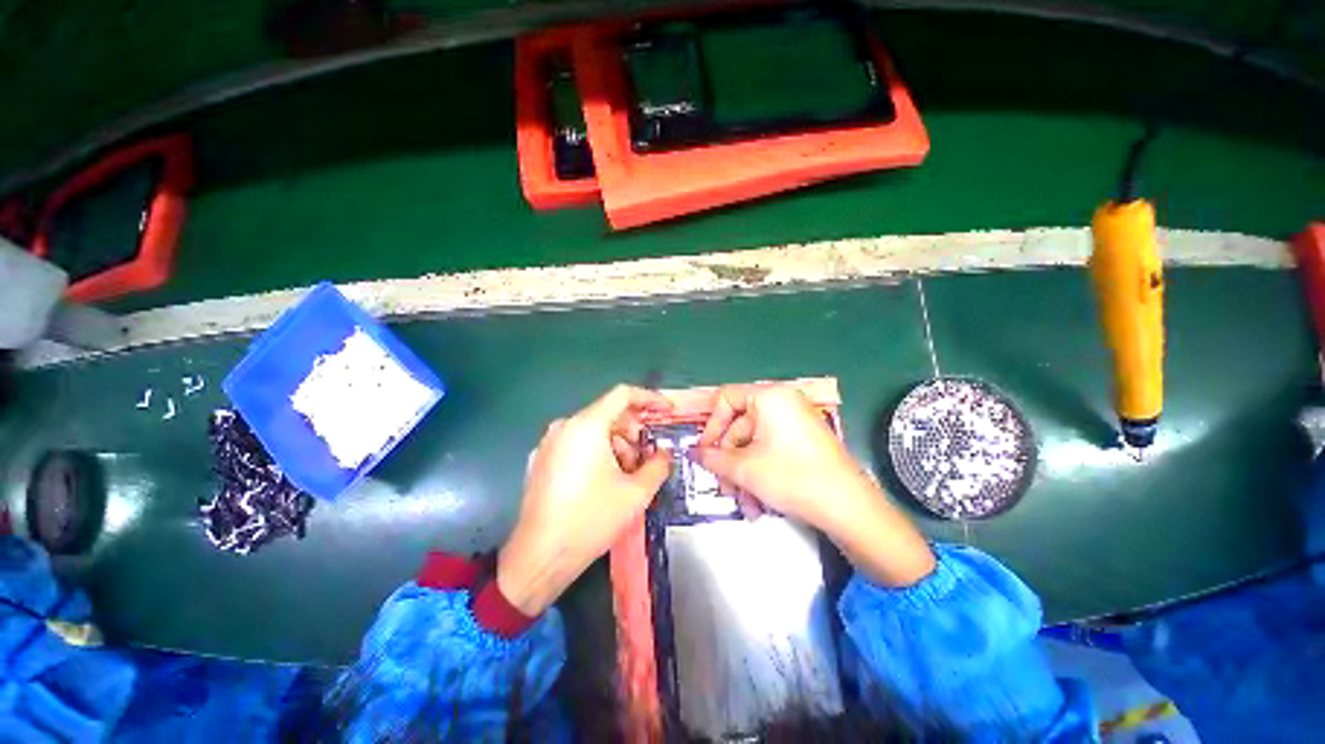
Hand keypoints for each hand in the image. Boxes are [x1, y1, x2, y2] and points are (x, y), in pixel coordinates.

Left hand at [497, 385, 673, 614]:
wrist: (540, 557)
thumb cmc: (591, 520)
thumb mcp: (636, 493)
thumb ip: (658, 465)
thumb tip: (664, 454)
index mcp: (586, 425)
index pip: (623, 395)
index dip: (650, 398)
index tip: (668, 410)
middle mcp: (565, 426)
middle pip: (609, 414)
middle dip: (634, 433)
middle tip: (649, 457)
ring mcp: (549, 443)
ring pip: (594, 431)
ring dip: (617, 446)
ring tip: (627, 476)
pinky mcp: (541, 460)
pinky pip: (577, 444)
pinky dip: (598, 453)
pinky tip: (605, 481)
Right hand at [692, 385, 934, 586]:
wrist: (849, 508)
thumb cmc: (793, 477)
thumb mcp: (744, 468)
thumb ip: (712, 457)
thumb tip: (693, 452)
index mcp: (769, 396)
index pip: (725, 399)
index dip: (710, 426)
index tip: (704, 451)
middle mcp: (783, 403)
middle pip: (739, 426)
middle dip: (729, 462)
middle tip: (724, 487)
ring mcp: (795, 422)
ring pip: (754, 444)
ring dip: (743, 474)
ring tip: (745, 504)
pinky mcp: (803, 441)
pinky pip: (770, 451)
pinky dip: (760, 474)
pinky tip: (759, 503)